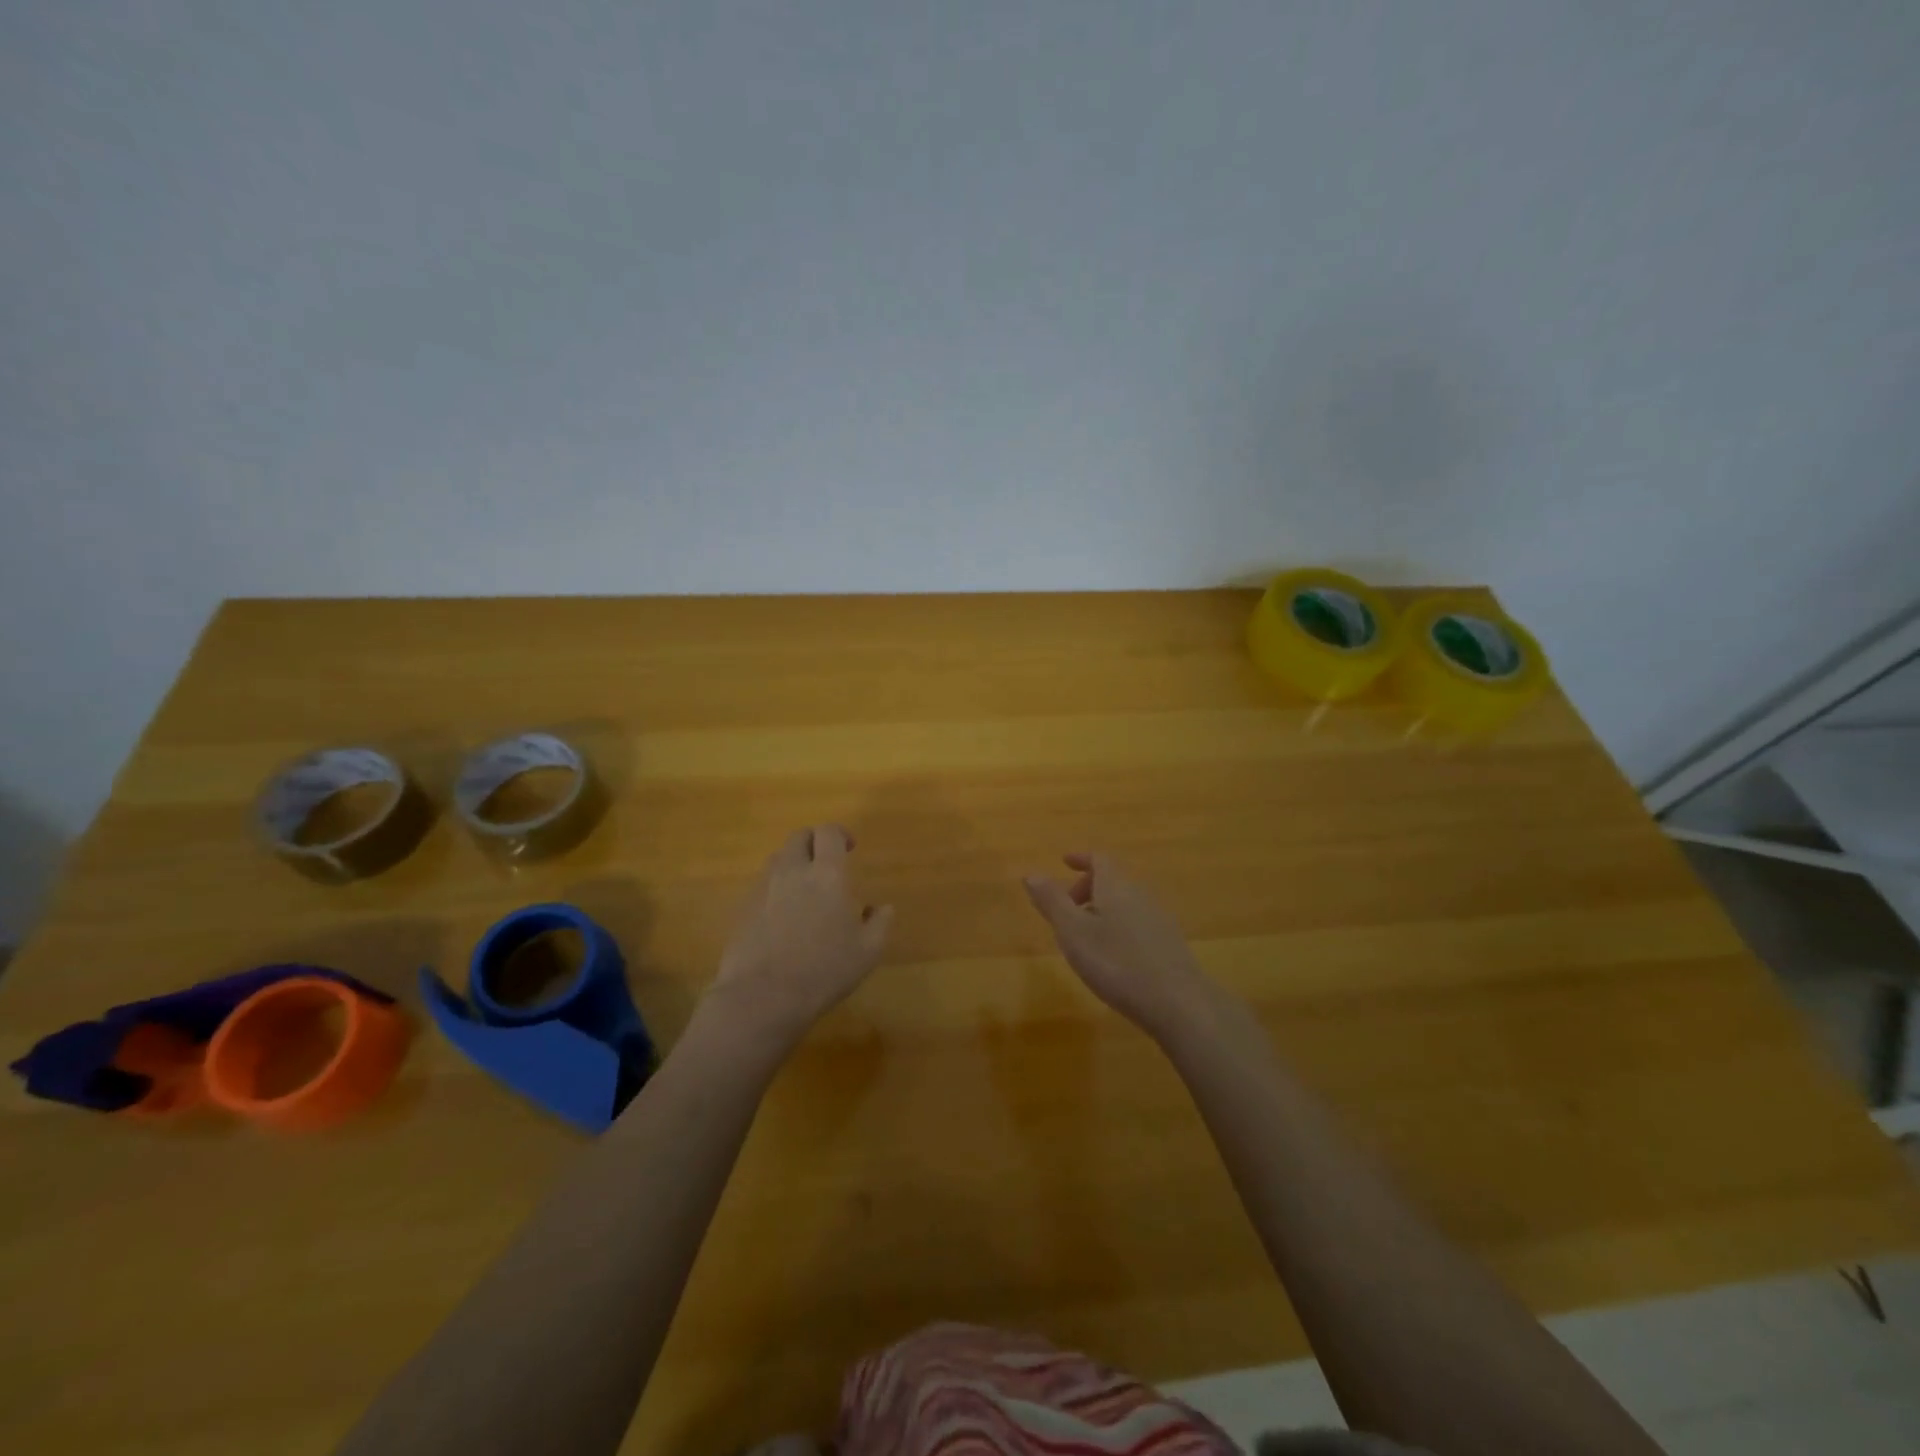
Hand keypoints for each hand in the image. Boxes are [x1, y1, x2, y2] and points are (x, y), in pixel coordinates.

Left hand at [705, 825, 893, 1052]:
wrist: (763, 996)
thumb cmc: (824, 970)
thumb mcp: (867, 952)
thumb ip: (880, 923)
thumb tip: (883, 908)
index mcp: (827, 874)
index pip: (828, 832)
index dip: (840, 834)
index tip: (850, 847)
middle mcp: (792, 871)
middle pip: (799, 837)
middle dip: (814, 842)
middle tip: (826, 863)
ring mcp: (764, 889)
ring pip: (778, 859)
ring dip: (793, 863)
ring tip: (805, 888)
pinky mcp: (744, 909)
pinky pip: (763, 886)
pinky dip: (776, 889)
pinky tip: (784, 916)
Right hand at [1023, 853, 1212, 1039]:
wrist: (1177, 1002)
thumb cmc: (1117, 963)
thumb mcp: (1073, 932)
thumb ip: (1052, 901)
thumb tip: (1031, 873)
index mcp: (1116, 885)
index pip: (1099, 858)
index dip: (1081, 858)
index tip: (1065, 863)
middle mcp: (1140, 894)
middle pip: (1113, 879)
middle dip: (1088, 887)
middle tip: (1067, 908)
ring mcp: (1159, 918)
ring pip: (1125, 901)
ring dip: (1103, 909)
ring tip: (1085, 936)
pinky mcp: (1169, 942)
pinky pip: (1138, 921)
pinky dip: (1119, 926)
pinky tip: (1113, 956)